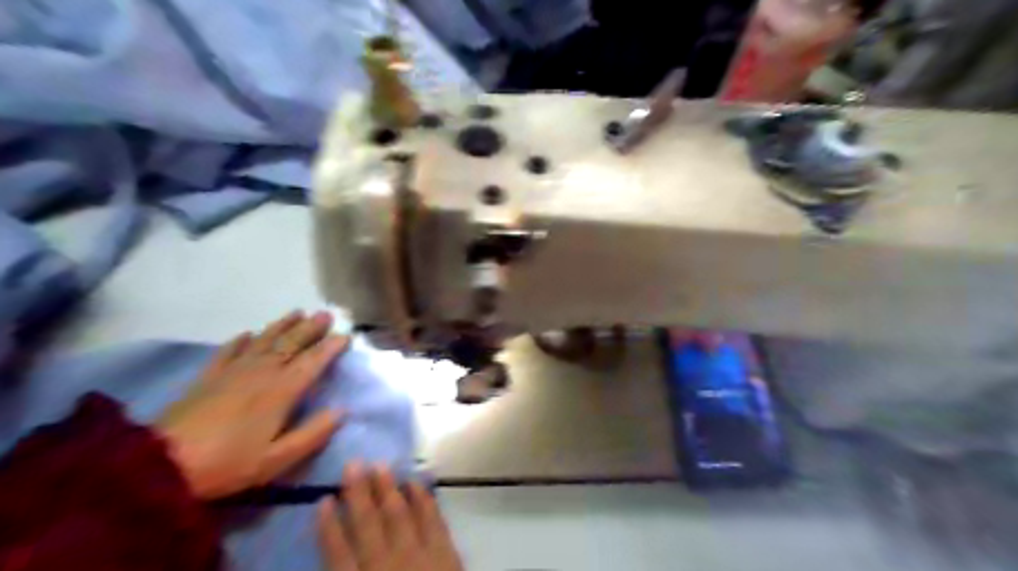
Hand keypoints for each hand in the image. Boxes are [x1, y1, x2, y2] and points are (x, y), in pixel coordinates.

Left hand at [156, 312, 350, 499]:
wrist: (162, 466)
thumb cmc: (228, 464)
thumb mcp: (278, 459)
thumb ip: (313, 434)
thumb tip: (341, 411)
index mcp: (282, 391)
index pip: (313, 362)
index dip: (331, 347)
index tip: (346, 336)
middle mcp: (261, 372)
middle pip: (291, 343)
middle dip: (311, 328)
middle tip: (326, 314)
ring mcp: (233, 371)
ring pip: (264, 340)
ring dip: (283, 325)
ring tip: (298, 312)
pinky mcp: (208, 377)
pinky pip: (229, 351)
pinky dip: (241, 340)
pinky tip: (248, 334)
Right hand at [317, 463, 463, 570]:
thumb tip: (337, 564)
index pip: (337, 554)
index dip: (328, 527)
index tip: (322, 500)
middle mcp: (386, 567)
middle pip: (368, 525)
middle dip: (358, 493)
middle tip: (353, 464)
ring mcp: (419, 556)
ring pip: (399, 515)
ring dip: (389, 489)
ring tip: (381, 466)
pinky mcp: (447, 553)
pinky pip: (433, 519)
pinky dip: (424, 499)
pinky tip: (417, 483)